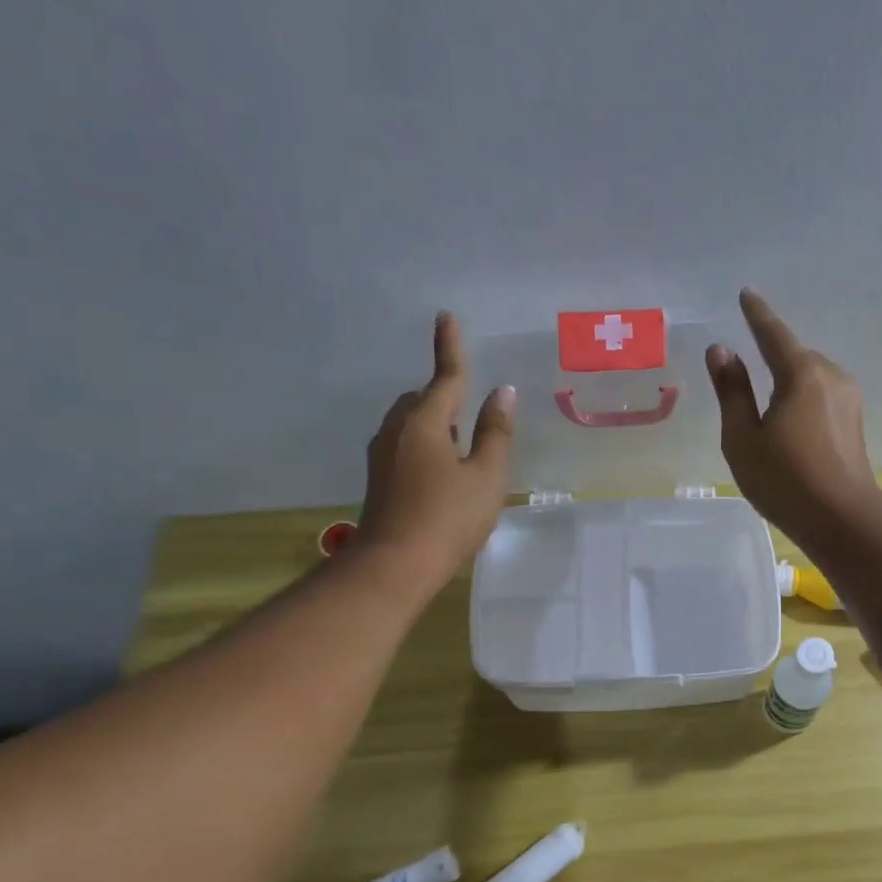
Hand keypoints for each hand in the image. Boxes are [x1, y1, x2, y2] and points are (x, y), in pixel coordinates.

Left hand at [355, 312, 514, 581]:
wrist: (394, 566)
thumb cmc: (448, 518)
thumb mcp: (486, 476)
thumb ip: (496, 433)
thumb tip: (503, 393)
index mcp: (425, 422)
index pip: (445, 376)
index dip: (450, 347)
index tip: (446, 316)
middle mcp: (397, 430)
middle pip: (423, 399)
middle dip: (446, 395)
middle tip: (473, 410)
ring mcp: (383, 454)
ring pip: (412, 422)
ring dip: (436, 421)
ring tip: (463, 443)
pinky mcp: (379, 477)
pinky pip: (405, 443)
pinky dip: (426, 442)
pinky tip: (443, 469)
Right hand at [706, 288, 877, 539]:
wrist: (842, 519)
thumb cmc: (784, 479)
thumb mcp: (743, 437)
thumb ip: (732, 391)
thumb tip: (721, 350)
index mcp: (801, 374)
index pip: (773, 334)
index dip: (757, 314)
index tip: (747, 294)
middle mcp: (830, 376)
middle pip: (795, 356)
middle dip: (773, 355)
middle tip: (748, 369)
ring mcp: (848, 400)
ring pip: (810, 378)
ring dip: (788, 381)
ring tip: (766, 406)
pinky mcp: (854, 423)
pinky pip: (821, 396)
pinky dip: (802, 399)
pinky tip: (790, 423)